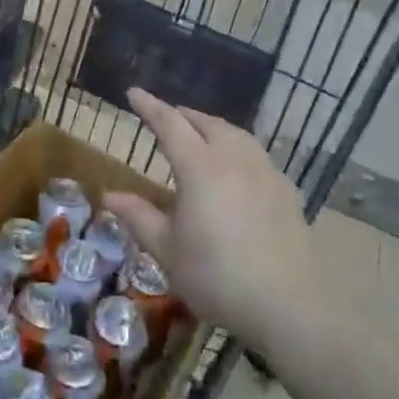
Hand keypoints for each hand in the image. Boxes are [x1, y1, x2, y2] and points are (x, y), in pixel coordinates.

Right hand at [103, 88, 316, 354]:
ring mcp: (265, 172)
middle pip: (206, 123)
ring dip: (213, 127)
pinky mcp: (286, 191)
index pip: (170, 124)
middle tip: (167, 116)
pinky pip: (256, 154)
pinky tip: (237, 167)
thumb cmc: (217, 277)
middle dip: (183, 115)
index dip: (150, 106)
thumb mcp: (168, 251)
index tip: (134, 92)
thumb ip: (139, 217)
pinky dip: (238, 148)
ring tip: (201, 133)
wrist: (288, 306)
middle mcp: (233, 159)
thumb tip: (110, 195)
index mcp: (200, 168)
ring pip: (236, 134)